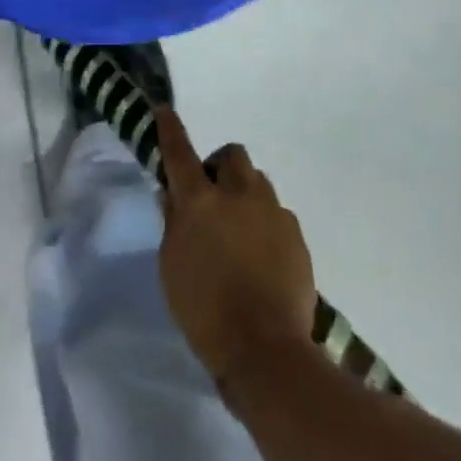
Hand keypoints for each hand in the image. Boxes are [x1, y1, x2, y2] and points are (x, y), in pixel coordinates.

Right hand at [155, 108, 317, 386]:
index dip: (170, 128)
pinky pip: (278, 214)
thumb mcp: (171, 268)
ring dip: (246, 195)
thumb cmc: (205, 312)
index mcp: (200, 201)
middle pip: (232, 155)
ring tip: (241, 231)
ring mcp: (272, 211)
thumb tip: (173, 195)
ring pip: (258, 182)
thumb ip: (173, 224)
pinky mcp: (296, 234)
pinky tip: (263, 258)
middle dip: (221, 167)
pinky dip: (267, 225)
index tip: (164, 109)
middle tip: (214, 196)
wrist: (266, 351)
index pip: (179, 152)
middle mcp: (238, 193)